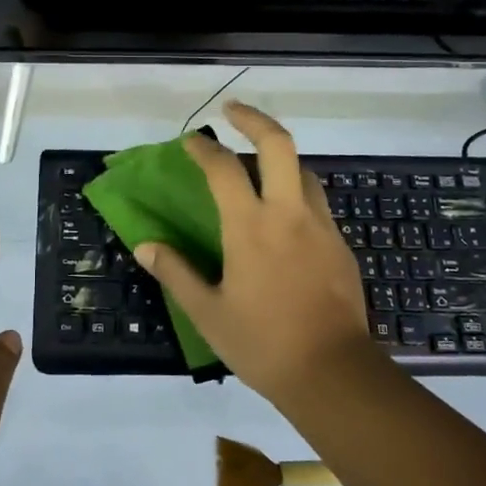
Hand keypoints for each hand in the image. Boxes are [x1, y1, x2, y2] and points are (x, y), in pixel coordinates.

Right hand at [132, 102, 376, 407]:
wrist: (335, 374)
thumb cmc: (264, 344)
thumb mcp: (209, 314)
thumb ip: (176, 273)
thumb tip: (145, 246)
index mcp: (251, 226)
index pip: (224, 168)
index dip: (204, 148)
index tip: (190, 141)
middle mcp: (288, 214)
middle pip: (279, 144)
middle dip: (254, 119)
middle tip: (233, 111)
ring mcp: (320, 226)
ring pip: (303, 170)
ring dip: (279, 156)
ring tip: (259, 163)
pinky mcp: (340, 245)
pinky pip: (316, 201)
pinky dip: (295, 190)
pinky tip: (285, 214)